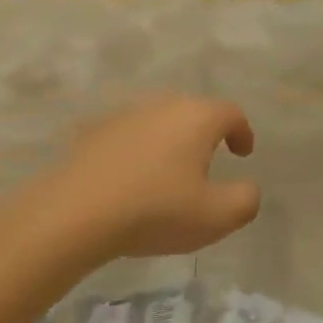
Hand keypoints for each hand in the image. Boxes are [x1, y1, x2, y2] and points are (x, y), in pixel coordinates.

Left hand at [51, 94, 261, 258]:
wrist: (74, 214)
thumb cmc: (155, 210)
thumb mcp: (216, 217)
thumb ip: (245, 200)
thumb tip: (248, 189)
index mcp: (197, 118)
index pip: (231, 113)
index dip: (243, 132)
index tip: (243, 154)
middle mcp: (162, 105)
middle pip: (193, 112)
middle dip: (206, 134)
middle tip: (209, 162)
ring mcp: (124, 116)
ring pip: (159, 121)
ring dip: (170, 142)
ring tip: (169, 173)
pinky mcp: (93, 133)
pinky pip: (128, 137)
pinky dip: (138, 151)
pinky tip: (132, 179)